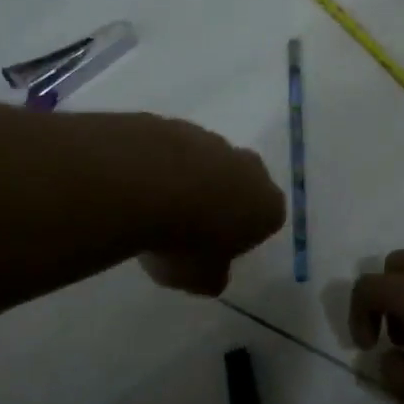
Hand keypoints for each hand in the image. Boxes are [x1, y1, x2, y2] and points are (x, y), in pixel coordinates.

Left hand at [131, 116, 284, 295]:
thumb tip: (213, 274)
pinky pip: (171, 150)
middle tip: (190, 225)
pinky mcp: (174, 124)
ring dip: (188, 179)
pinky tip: (137, 184)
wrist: (141, 184)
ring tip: (155, 206)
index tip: (217, 248)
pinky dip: (159, 164)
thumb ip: (212, 276)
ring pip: (206, 162)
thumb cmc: (185, 241)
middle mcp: (247, 167)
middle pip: (241, 182)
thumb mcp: (200, 279)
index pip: (267, 219)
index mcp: (266, 205)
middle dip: (221, 199)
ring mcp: (210, 140)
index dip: (243, 235)